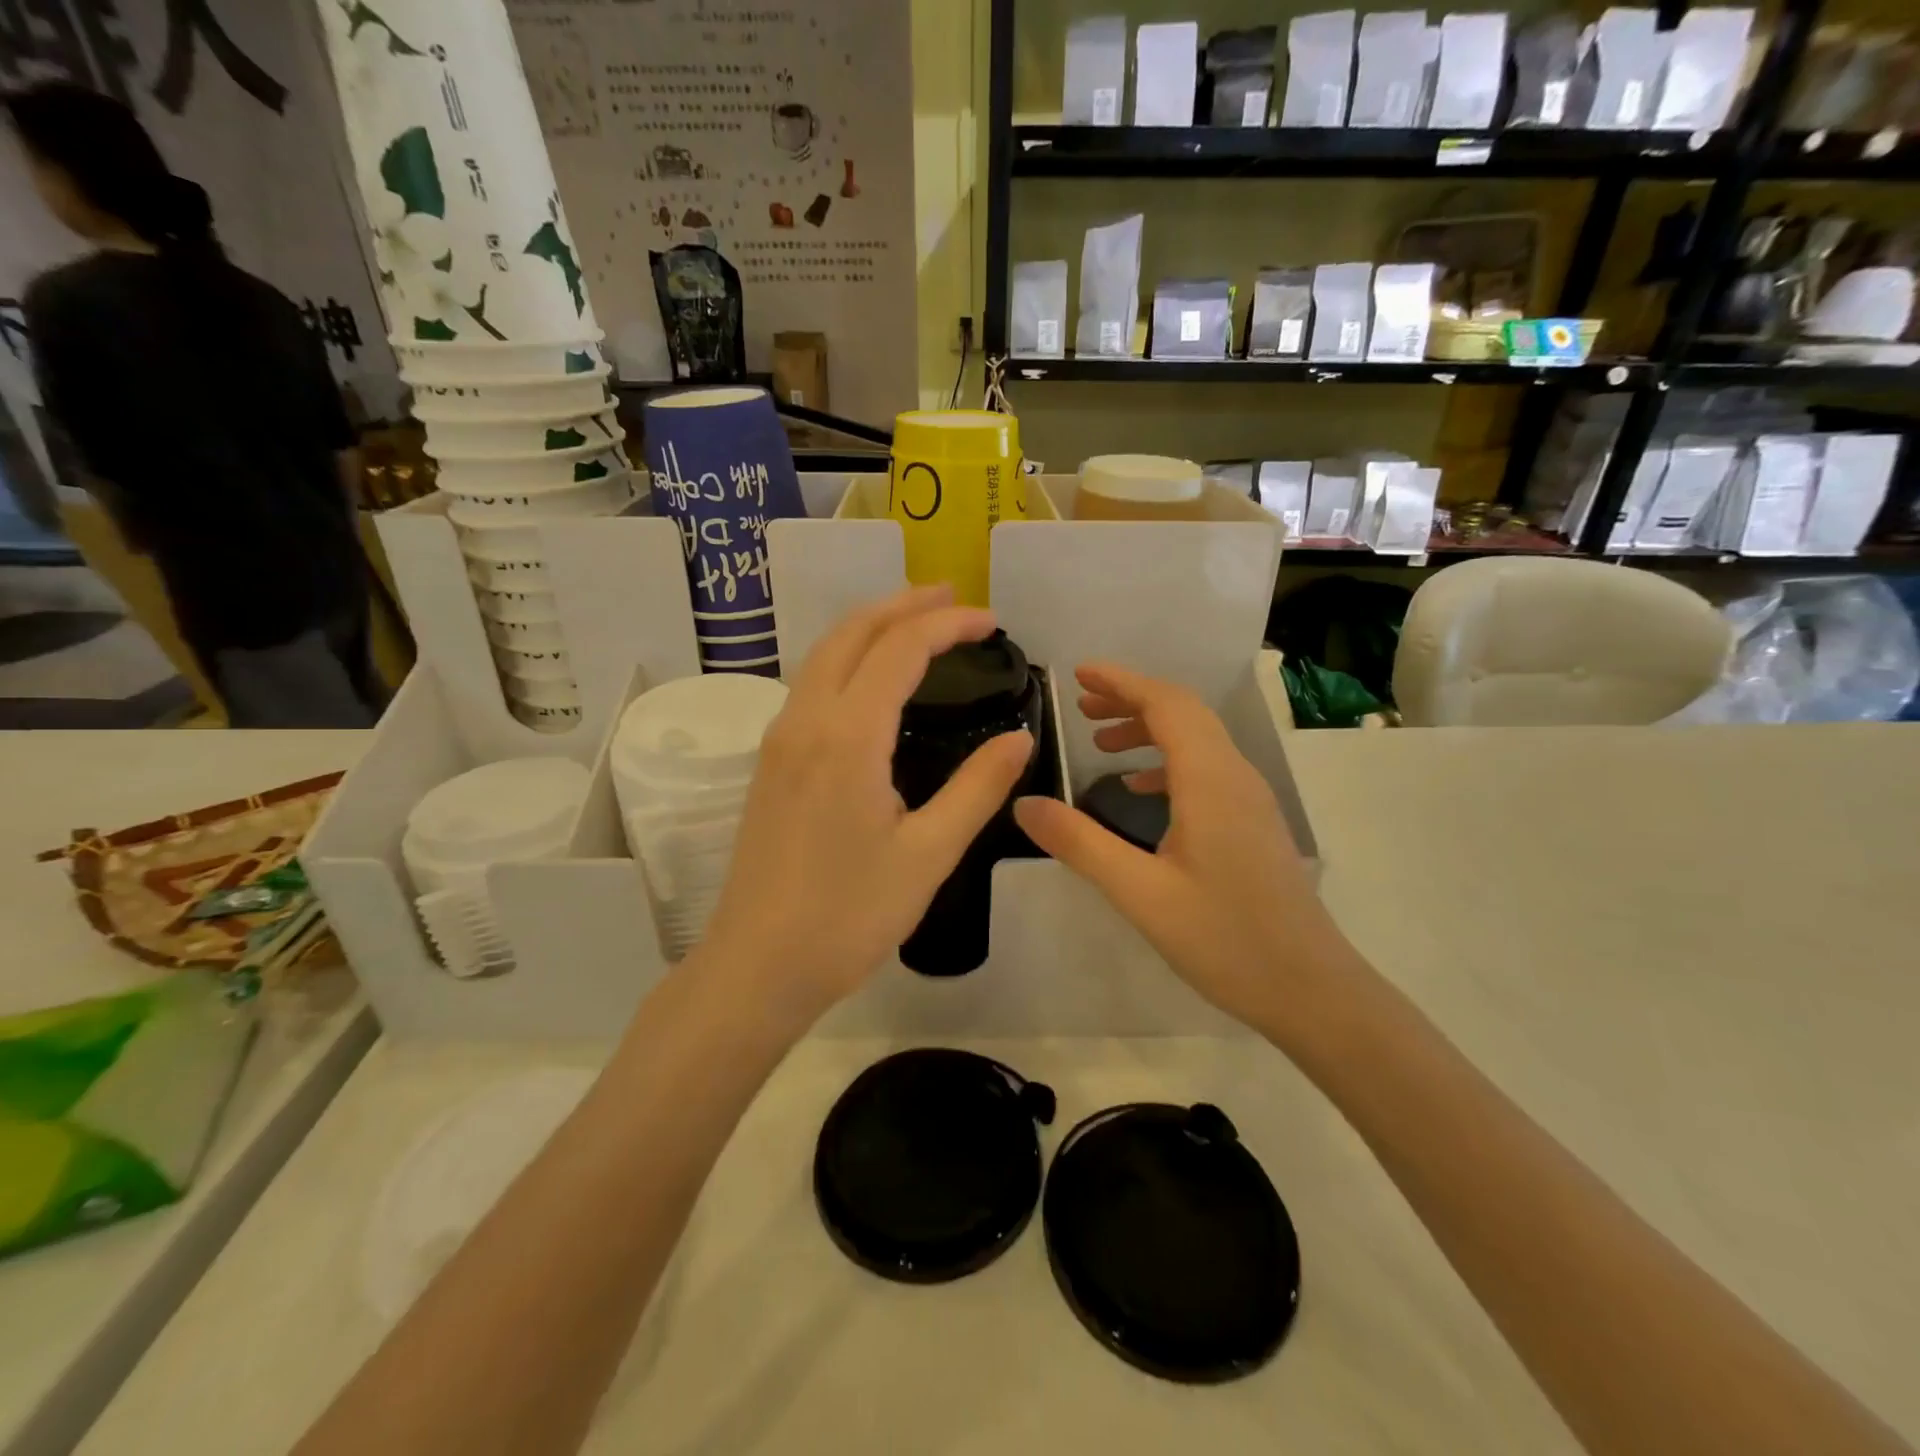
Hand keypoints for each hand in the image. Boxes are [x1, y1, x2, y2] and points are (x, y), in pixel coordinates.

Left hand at [701, 586, 1033, 1028]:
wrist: (758, 966)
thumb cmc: (849, 915)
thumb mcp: (929, 854)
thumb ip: (977, 788)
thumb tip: (1018, 738)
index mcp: (847, 736)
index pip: (900, 649)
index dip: (947, 624)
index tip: (991, 621)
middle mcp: (805, 721)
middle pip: (852, 633)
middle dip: (902, 605)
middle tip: (951, 597)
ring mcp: (779, 741)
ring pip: (824, 655)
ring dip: (871, 627)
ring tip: (917, 623)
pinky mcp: (770, 763)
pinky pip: (811, 685)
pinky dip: (848, 659)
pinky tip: (872, 682)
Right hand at [1013, 663, 1352, 1043]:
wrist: (1310, 989)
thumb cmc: (1225, 939)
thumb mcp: (1140, 893)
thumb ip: (1080, 844)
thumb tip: (1024, 804)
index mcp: (1210, 780)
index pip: (1166, 704)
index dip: (1121, 682)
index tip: (1078, 675)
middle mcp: (1235, 776)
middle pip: (1184, 713)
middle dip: (1131, 699)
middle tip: (1082, 707)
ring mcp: (1250, 799)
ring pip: (1198, 740)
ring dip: (1150, 729)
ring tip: (1102, 744)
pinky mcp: (1253, 823)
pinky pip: (1207, 769)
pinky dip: (1169, 761)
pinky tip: (1141, 789)